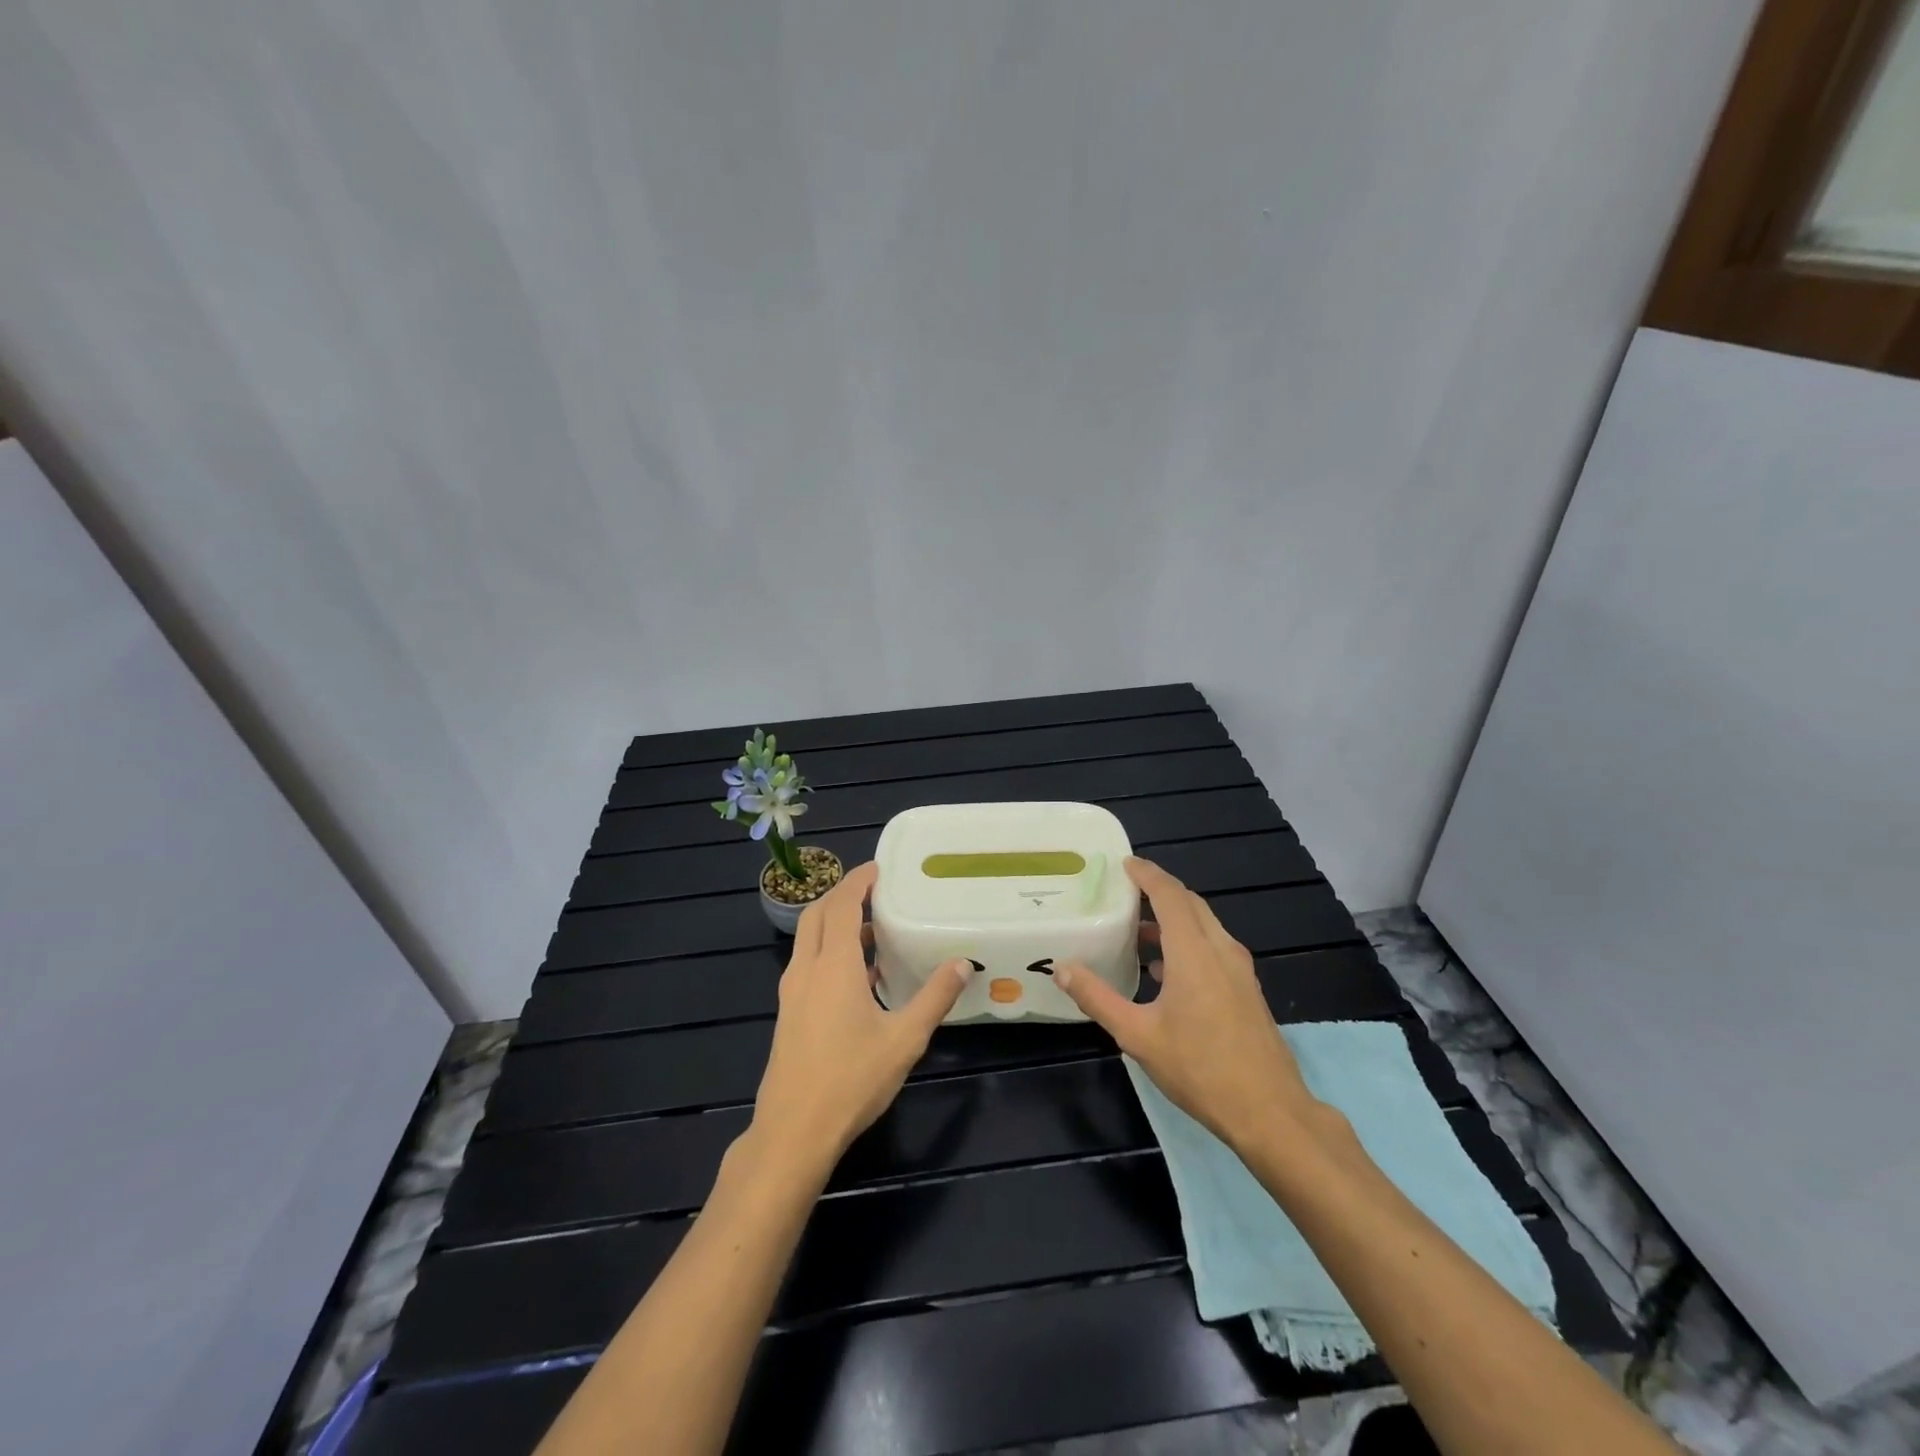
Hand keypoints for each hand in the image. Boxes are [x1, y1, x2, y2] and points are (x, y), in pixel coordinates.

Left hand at [748, 861, 972, 1176]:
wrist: (793, 1132)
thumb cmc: (851, 1081)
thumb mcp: (904, 1039)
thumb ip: (934, 998)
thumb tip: (961, 963)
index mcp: (832, 966)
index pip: (840, 905)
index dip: (857, 881)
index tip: (879, 868)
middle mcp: (806, 969)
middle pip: (817, 914)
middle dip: (842, 895)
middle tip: (875, 891)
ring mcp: (792, 992)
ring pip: (808, 939)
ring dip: (835, 924)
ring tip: (872, 930)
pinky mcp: (788, 1013)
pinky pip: (807, 963)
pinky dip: (828, 950)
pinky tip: (859, 976)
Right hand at [1052, 857, 1321, 1152]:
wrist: (1270, 1113)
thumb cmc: (1200, 1069)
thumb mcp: (1137, 1035)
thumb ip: (1098, 998)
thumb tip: (1063, 968)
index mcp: (1194, 952)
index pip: (1169, 894)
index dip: (1146, 874)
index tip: (1124, 863)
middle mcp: (1221, 949)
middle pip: (1190, 904)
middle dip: (1159, 891)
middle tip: (1125, 893)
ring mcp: (1239, 970)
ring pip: (1204, 925)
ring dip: (1173, 919)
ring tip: (1138, 931)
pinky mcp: (1247, 989)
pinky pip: (1214, 947)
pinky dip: (1188, 941)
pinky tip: (1165, 971)